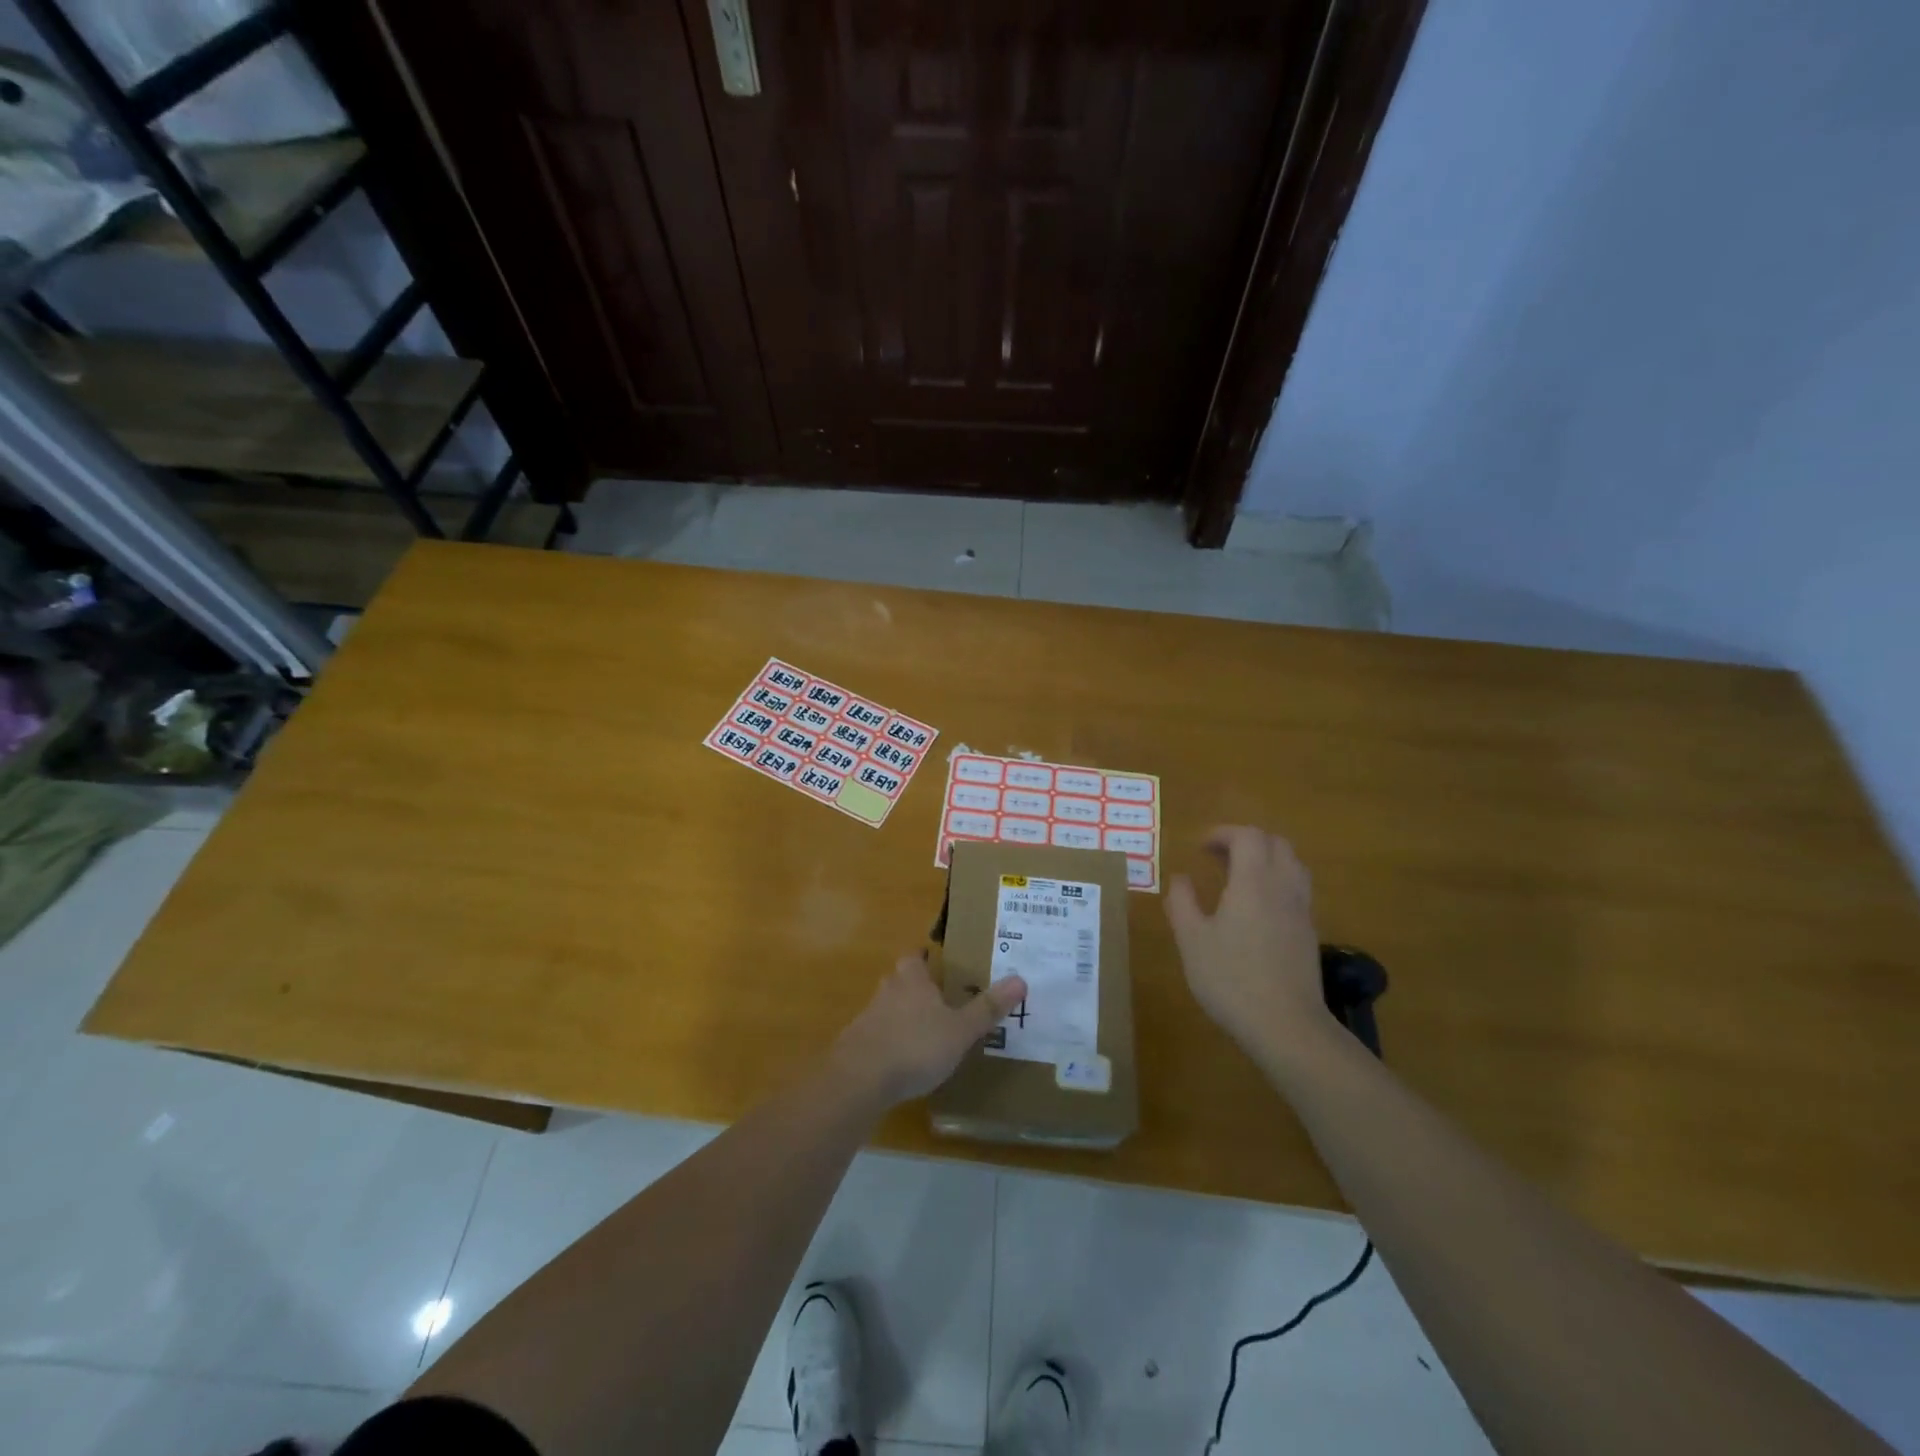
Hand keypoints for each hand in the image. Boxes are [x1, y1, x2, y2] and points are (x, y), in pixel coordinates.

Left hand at [830, 953, 1026, 1106]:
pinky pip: (875, 1035)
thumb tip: (1020, 979)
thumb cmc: (916, 1046)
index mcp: (912, 980)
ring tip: (922, 1030)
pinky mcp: (855, 1045)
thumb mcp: (960, 1030)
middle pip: (899, 979)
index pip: (915, 957)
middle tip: (935, 996)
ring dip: (900, 1014)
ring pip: (886, 1007)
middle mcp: (888, 992)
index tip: (934, 958)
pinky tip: (900, 1059)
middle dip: (914, 985)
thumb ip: (987, 1008)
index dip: (924, 956)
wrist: (860, 1078)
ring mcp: (867, 1018)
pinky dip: (888, 1041)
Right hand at [1166, 827, 1332, 1064]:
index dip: (1223, 833)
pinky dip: (1277, 883)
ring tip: (1238, 878)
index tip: (1200, 847)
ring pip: (1292, 865)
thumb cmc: (1231, 979)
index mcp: (1253, 882)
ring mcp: (1301, 912)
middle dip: (1246, 841)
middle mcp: (1283, 888)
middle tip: (1218, 857)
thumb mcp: (1192, 941)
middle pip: (1276, 844)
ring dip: (1266, 860)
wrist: (1286, 1027)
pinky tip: (1256, 910)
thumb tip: (1180, 878)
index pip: (1248, 837)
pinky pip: (1297, 891)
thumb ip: (1182, 903)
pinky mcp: (1309, 934)